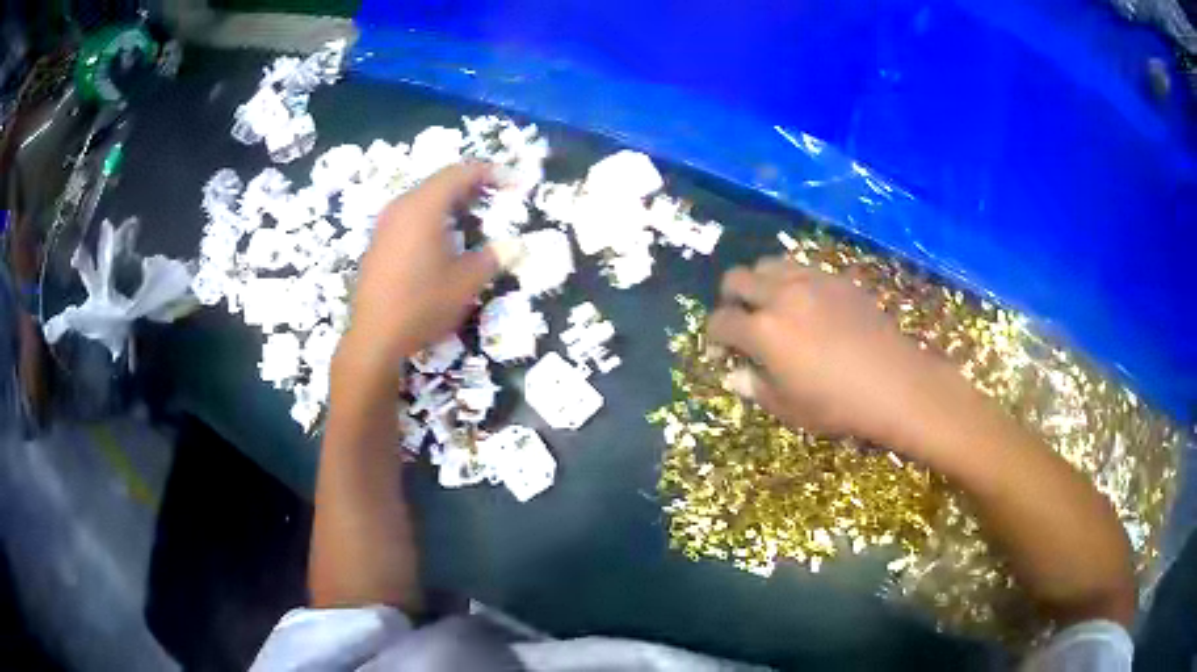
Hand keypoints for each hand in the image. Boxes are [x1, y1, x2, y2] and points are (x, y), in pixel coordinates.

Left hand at [341, 163, 499, 366]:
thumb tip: (515, 246)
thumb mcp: (466, 283)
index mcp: (424, 207)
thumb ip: (493, 258)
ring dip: (450, 202)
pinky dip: (431, 217)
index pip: (459, 173)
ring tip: (472, 217)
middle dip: (470, 185)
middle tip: (495, 197)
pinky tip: (442, 239)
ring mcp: (385, 225)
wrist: (374, 338)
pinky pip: (409, 216)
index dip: (489, 172)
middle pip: (439, 182)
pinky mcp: (377, 243)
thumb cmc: (423, 305)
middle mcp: (401, 207)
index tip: (513, 182)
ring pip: (422, 199)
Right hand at [707, 256, 963, 452]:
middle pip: (737, 279)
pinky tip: (806, 304)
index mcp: (762, 331)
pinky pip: (802, 268)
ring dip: (759, 283)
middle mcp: (780, 296)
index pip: (721, 322)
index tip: (719, 350)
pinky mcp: (836, 279)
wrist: (894, 382)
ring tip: (771, 305)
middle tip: (740, 319)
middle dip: (729, 298)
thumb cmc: (837, 404)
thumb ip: (755, 388)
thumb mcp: (788, 408)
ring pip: (768, 264)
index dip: (712, 336)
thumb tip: (735, 375)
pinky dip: (791, 280)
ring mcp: (810, 281)